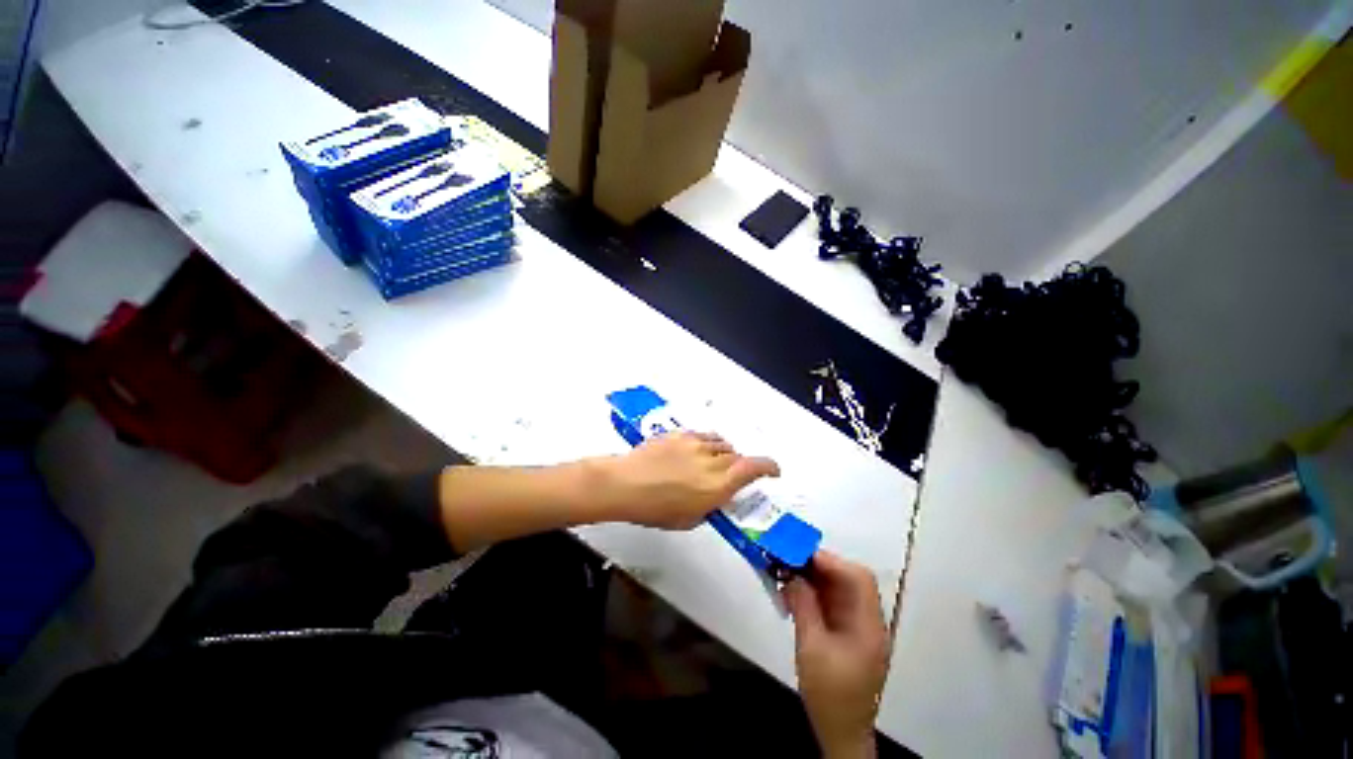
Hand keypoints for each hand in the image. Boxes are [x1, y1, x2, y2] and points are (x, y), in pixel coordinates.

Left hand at [599, 432, 779, 529]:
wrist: (625, 484)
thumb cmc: (656, 509)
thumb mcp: (690, 519)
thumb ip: (710, 505)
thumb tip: (716, 496)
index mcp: (718, 485)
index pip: (754, 468)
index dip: (769, 467)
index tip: (773, 471)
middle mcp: (712, 460)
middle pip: (737, 455)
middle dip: (739, 466)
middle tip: (728, 476)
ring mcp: (696, 444)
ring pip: (721, 443)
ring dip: (723, 454)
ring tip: (711, 463)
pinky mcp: (681, 434)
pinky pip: (703, 436)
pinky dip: (706, 444)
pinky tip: (694, 452)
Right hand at [784, 551, 890, 758]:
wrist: (841, 733)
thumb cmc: (829, 694)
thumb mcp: (811, 648)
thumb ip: (803, 607)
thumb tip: (791, 574)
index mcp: (868, 626)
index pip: (858, 579)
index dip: (831, 561)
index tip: (800, 554)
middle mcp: (868, 621)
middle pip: (848, 580)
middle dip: (817, 567)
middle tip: (788, 561)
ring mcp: (859, 627)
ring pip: (838, 589)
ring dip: (812, 579)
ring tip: (785, 575)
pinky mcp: (847, 634)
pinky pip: (831, 603)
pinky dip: (812, 595)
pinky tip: (792, 595)